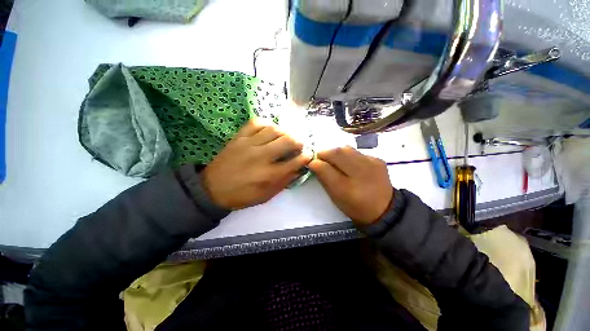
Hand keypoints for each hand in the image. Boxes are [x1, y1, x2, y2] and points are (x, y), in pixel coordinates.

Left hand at [202, 119, 311, 209]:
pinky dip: (266, 123)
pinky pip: (256, 123)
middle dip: (298, 142)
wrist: (212, 189)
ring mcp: (249, 144)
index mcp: (268, 175)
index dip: (305, 157)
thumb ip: (283, 182)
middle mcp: (261, 156)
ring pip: (274, 129)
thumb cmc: (242, 195)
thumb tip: (298, 170)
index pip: (294, 162)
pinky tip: (270, 130)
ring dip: (285, 132)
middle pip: (287, 141)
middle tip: (299, 145)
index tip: (308, 155)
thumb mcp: (265, 196)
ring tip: (286, 137)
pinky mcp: (239, 137)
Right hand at [309, 146, 392, 225]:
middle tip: (320, 157)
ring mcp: (372, 164)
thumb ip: (324, 179)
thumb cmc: (355, 207)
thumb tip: (314, 163)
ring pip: (347, 148)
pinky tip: (349, 163)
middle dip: (325, 152)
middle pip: (337, 152)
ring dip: (336, 152)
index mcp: (347, 188)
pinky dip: (348, 155)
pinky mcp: (378, 160)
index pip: (325, 168)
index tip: (311, 161)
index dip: (315, 162)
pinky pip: (357, 151)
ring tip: (334, 159)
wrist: (384, 209)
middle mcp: (360, 173)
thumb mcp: (335, 197)